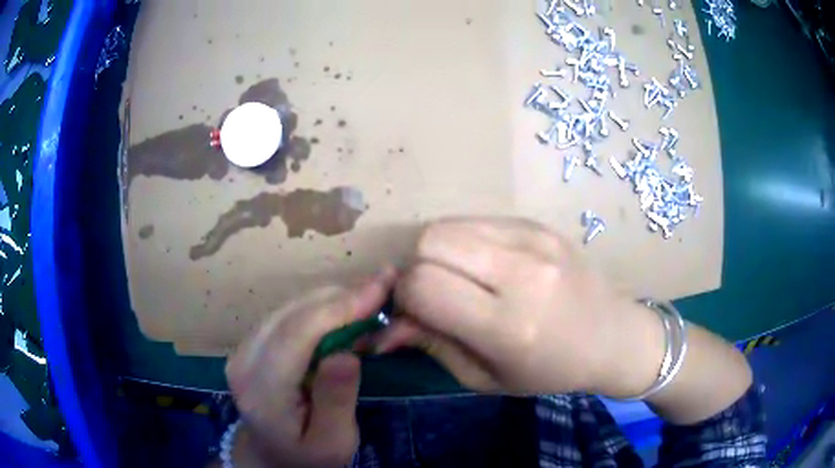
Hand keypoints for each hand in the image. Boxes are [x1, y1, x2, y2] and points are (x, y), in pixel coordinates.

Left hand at [225, 271, 393, 467]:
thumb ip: (336, 400)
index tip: (381, 288)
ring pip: (290, 306)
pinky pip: (288, 313)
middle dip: (341, 297)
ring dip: (333, 300)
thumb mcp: (333, 442)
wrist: (272, 454)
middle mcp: (244, 361)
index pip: (297, 334)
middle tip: (383, 288)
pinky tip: (344, 315)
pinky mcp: (251, 342)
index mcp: (262, 390)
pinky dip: (320, 308)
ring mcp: (243, 348)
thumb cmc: (308, 454)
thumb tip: (347, 353)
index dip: (339, 307)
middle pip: (293, 313)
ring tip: (369, 303)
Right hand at [378, 218, 663, 397]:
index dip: (404, 297)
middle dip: (416, 267)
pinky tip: (485, 265)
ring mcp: (534, 239)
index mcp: (509, 325)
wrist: (614, 336)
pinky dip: (465, 242)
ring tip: (460, 279)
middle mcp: (522, 272)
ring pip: (449, 224)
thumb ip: (431, 345)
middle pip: (430, 241)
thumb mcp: (485, 377)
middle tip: (434, 293)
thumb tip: (383, 326)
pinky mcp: (539, 224)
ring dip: (439, 252)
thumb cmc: (550, 370)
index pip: (423, 285)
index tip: (414, 312)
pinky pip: (477, 221)